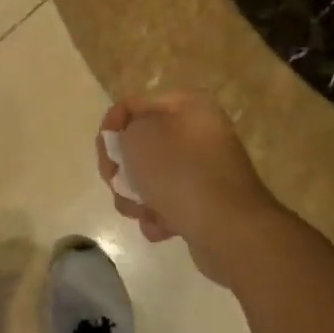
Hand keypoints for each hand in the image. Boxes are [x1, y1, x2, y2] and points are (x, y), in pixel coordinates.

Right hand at [96, 91, 280, 265]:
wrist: (227, 227)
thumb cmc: (178, 173)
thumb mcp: (138, 137)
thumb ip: (123, 131)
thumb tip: (129, 144)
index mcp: (188, 105)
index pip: (133, 106)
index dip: (110, 131)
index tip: (106, 159)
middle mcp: (199, 131)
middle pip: (141, 146)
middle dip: (123, 171)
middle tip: (119, 186)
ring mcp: (204, 168)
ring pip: (151, 178)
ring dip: (138, 197)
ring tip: (144, 211)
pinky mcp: (206, 201)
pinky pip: (169, 202)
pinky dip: (160, 215)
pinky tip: (163, 226)